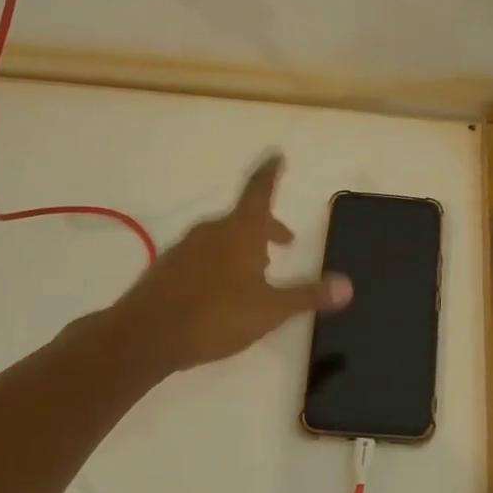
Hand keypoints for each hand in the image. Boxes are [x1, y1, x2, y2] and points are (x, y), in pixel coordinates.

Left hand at [112, 154, 351, 378]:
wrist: (145, 337)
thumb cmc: (216, 315)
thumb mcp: (271, 309)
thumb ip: (308, 295)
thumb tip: (347, 286)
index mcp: (240, 230)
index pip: (259, 189)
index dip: (271, 173)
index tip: (277, 155)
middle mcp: (212, 231)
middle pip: (244, 218)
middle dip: (266, 227)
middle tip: (284, 242)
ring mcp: (185, 248)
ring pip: (221, 238)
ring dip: (242, 247)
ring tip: (256, 274)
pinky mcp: (166, 269)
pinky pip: (201, 256)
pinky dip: (218, 263)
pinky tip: (220, 292)